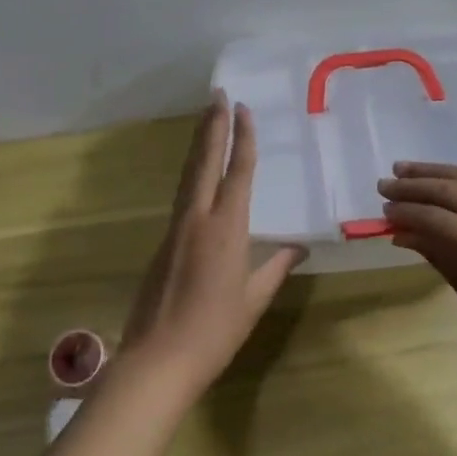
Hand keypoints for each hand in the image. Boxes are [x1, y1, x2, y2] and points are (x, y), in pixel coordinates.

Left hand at [118, 92, 304, 397]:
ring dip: (199, 144)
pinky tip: (197, 172)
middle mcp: (198, 219)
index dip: (242, 139)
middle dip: (212, 126)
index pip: (237, 173)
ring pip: (189, 175)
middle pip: (205, 162)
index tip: (243, 109)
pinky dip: (192, 172)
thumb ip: (275, 268)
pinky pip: (182, 196)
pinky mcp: (164, 242)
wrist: (157, 361)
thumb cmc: (214, 332)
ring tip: (205, 118)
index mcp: (226, 229)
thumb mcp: (253, 300)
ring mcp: (176, 228)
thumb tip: (298, 247)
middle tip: (217, 94)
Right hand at [379, 162, 456, 376]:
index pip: (438, 219)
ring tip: (409, 170)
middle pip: (454, 190)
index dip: (407, 212)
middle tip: (386, 184)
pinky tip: (453, 181)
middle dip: (415, 185)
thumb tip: (406, 234)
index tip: (384, 210)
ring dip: (439, 172)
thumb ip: (443, 260)